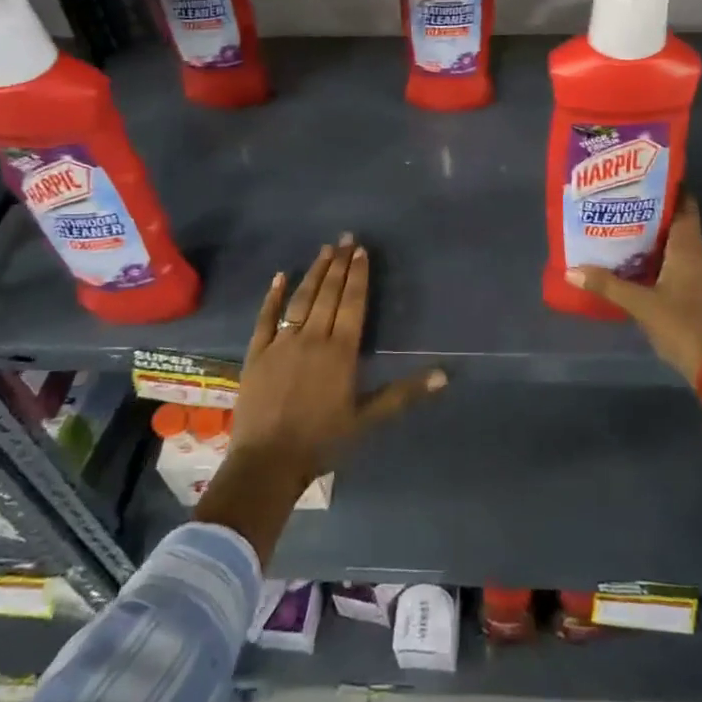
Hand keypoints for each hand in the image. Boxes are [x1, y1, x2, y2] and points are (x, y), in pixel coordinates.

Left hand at [229, 236, 446, 486]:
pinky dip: (273, 296)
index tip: (361, 251)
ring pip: (301, 299)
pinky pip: (266, 317)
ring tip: (325, 250)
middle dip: (340, 265)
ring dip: (314, 273)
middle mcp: (313, 338)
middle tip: (346, 238)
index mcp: (341, 351)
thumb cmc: (323, 442)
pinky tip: (280, 276)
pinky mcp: (257, 353)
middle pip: (329, 294)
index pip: (353, 303)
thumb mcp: (368, 419)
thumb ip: (404, 393)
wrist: (267, 463)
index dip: (358, 275)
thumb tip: (444, 375)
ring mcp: (282, 343)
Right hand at [565, 194, 701, 382]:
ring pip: (681, 250)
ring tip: (626, 238)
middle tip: (623, 209)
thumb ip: (608, 286)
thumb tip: (571, 270)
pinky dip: (665, 264)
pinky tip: (643, 271)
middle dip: (654, 217)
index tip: (647, 178)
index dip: (670, 190)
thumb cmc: (683, 326)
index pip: (685, 207)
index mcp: (690, 249)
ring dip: (658, 243)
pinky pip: (684, 269)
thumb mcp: (641, 305)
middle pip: (680, 227)